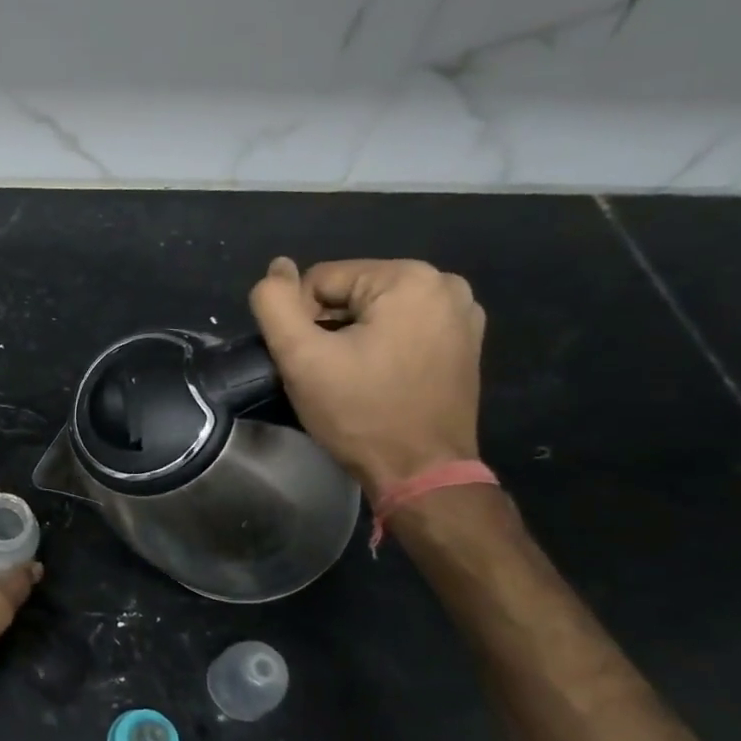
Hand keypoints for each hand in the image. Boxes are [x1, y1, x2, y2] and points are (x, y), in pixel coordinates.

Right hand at [249, 256, 484, 495]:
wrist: (422, 473)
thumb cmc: (360, 412)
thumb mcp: (301, 357)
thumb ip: (275, 303)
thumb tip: (277, 267)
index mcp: (408, 278)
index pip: (320, 280)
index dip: (300, 320)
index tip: (308, 361)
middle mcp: (444, 284)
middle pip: (350, 292)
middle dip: (328, 327)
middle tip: (326, 372)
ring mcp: (461, 313)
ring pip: (374, 310)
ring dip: (352, 336)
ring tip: (351, 377)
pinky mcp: (464, 341)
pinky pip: (402, 326)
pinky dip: (381, 344)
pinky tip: (378, 376)